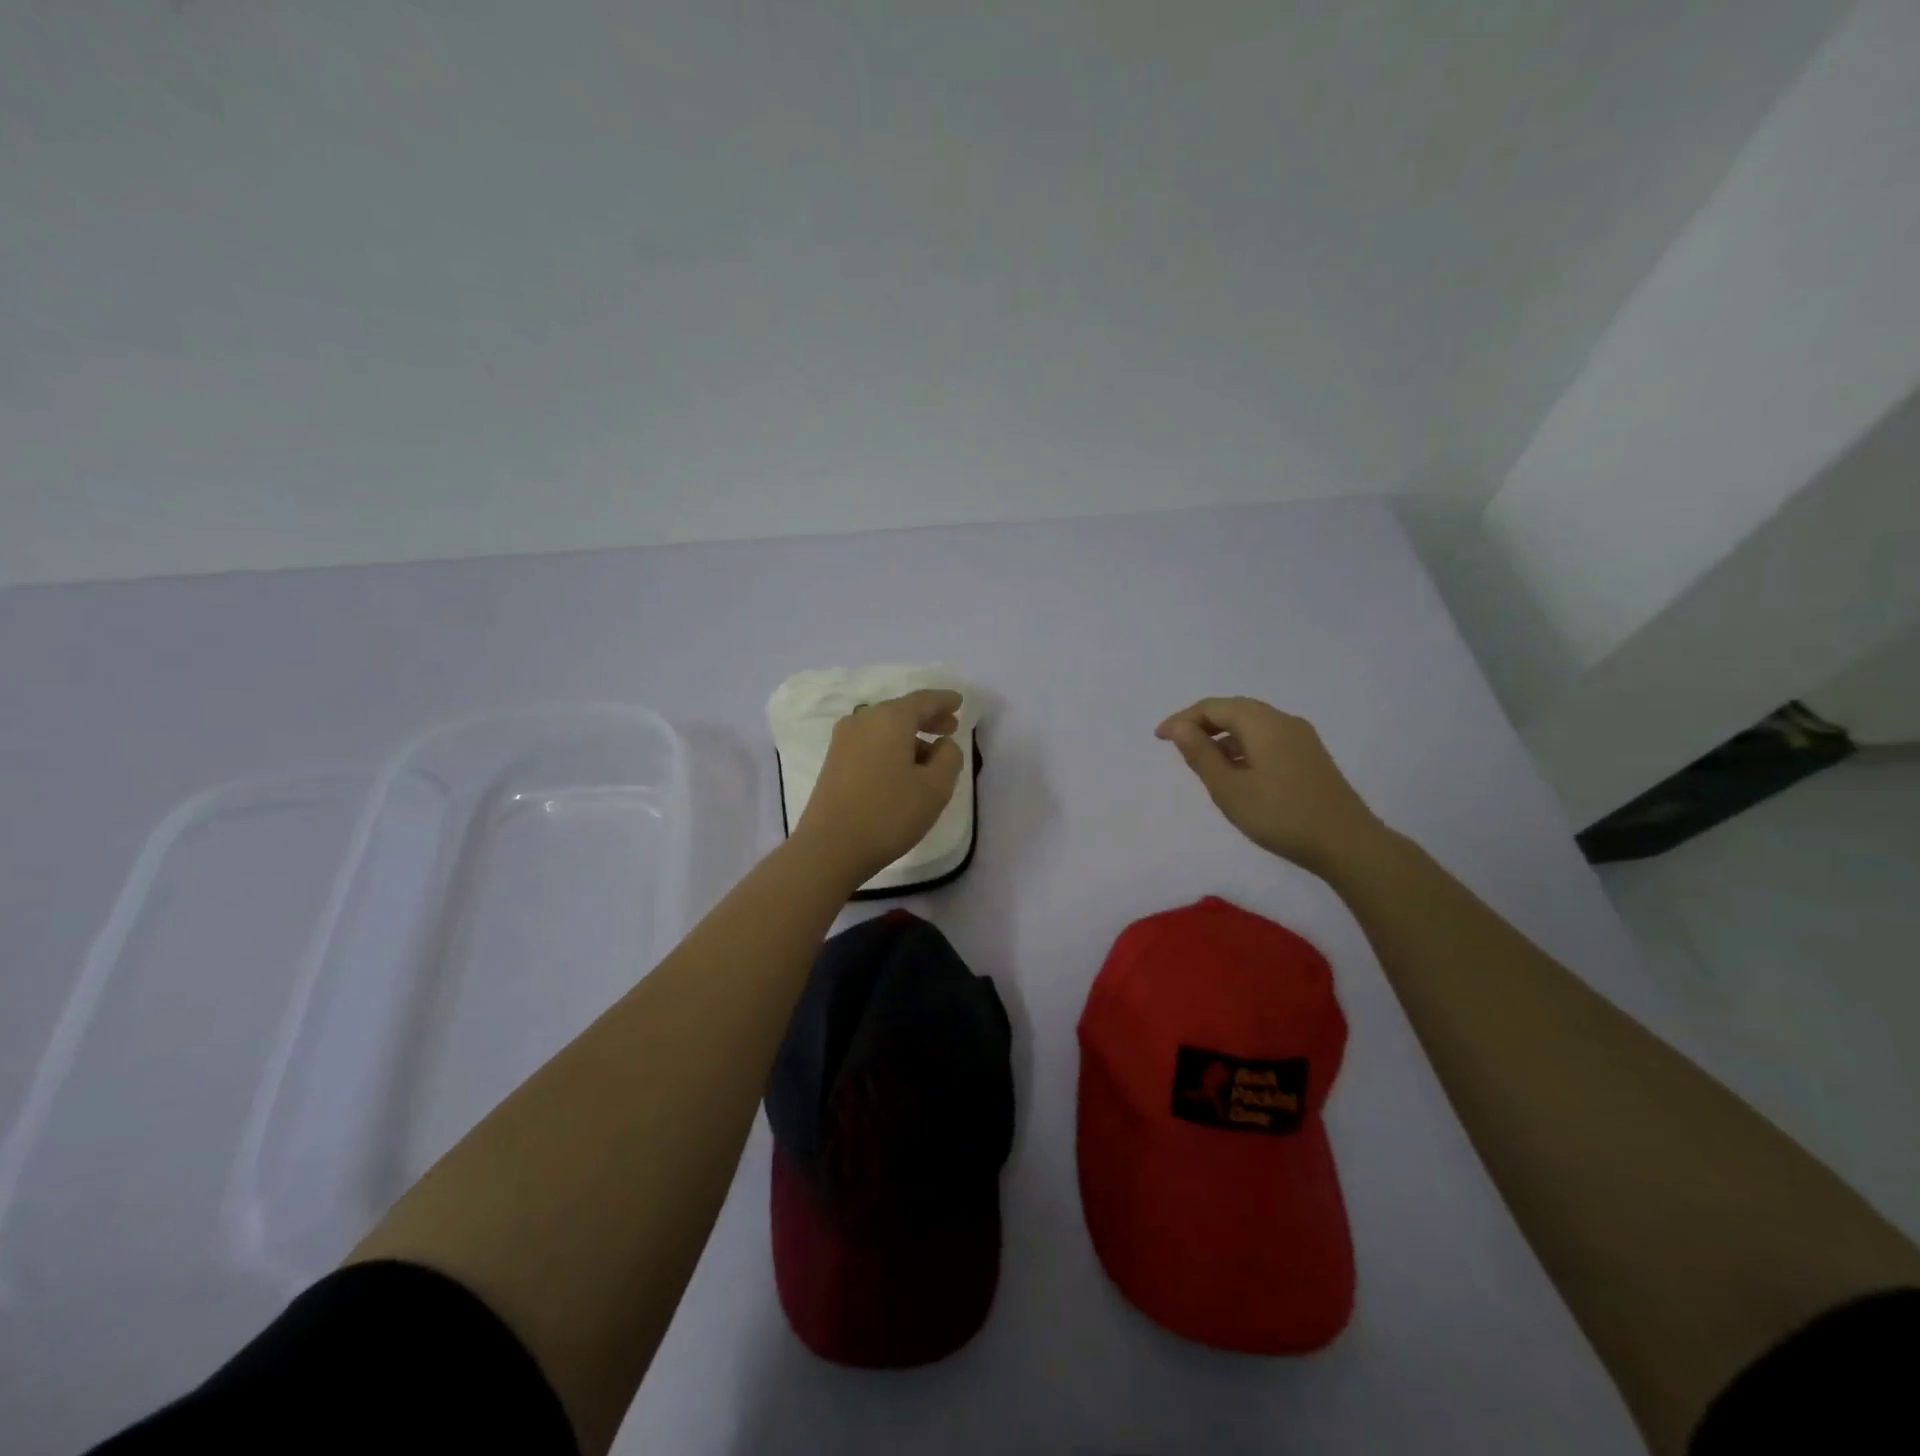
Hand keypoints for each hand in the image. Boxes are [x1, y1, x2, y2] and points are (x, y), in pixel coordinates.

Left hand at [793, 689, 965, 884]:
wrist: (829, 847)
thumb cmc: (889, 814)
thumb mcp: (935, 788)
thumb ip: (949, 757)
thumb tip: (943, 743)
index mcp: (890, 718)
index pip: (923, 700)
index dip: (944, 701)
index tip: (959, 702)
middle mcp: (863, 720)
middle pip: (901, 711)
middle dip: (927, 718)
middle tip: (950, 728)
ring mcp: (843, 740)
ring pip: (884, 728)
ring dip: (909, 737)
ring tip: (930, 755)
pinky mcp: (833, 761)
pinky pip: (870, 743)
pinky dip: (891, 747)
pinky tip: (902, 768)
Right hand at [1156, 697, 1383, 876]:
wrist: (1347, 843)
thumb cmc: (1280, 815)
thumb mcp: (1229, 788)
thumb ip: (1200, 754)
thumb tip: (1179, 727)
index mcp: (1262, 722)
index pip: (1213, 707)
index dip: (1182, 719)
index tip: (1159, 738)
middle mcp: (1283, 721)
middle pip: (1234, 710)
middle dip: (1202, 724)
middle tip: (1177, 745)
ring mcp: (1301, 738)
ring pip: (1252, 725)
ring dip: (1223, 736)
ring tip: (1202, 762)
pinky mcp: (1310, 757)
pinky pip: (1267, 739)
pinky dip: (1243, 747)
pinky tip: (1236, 773)